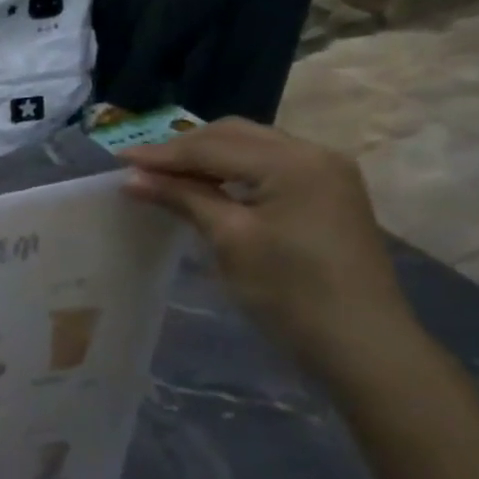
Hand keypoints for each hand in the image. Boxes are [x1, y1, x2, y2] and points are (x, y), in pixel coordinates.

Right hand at [120, 119, 416, 369]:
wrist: (360, 342)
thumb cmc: (289, 292)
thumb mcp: (230, 240)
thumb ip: (184, 199)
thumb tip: (133, 178)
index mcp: (293, 161)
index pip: (213, 146)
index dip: (162, 154)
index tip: (118, 159)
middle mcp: (314, 153)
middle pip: (236, 136)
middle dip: (185, 148)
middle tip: (141, 167)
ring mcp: (327, 173)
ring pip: (254, 147)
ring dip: (209, 157)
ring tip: (167, 175)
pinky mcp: (329, 194)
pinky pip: (270, 166)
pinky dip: (234, 171)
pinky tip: (209, 187)